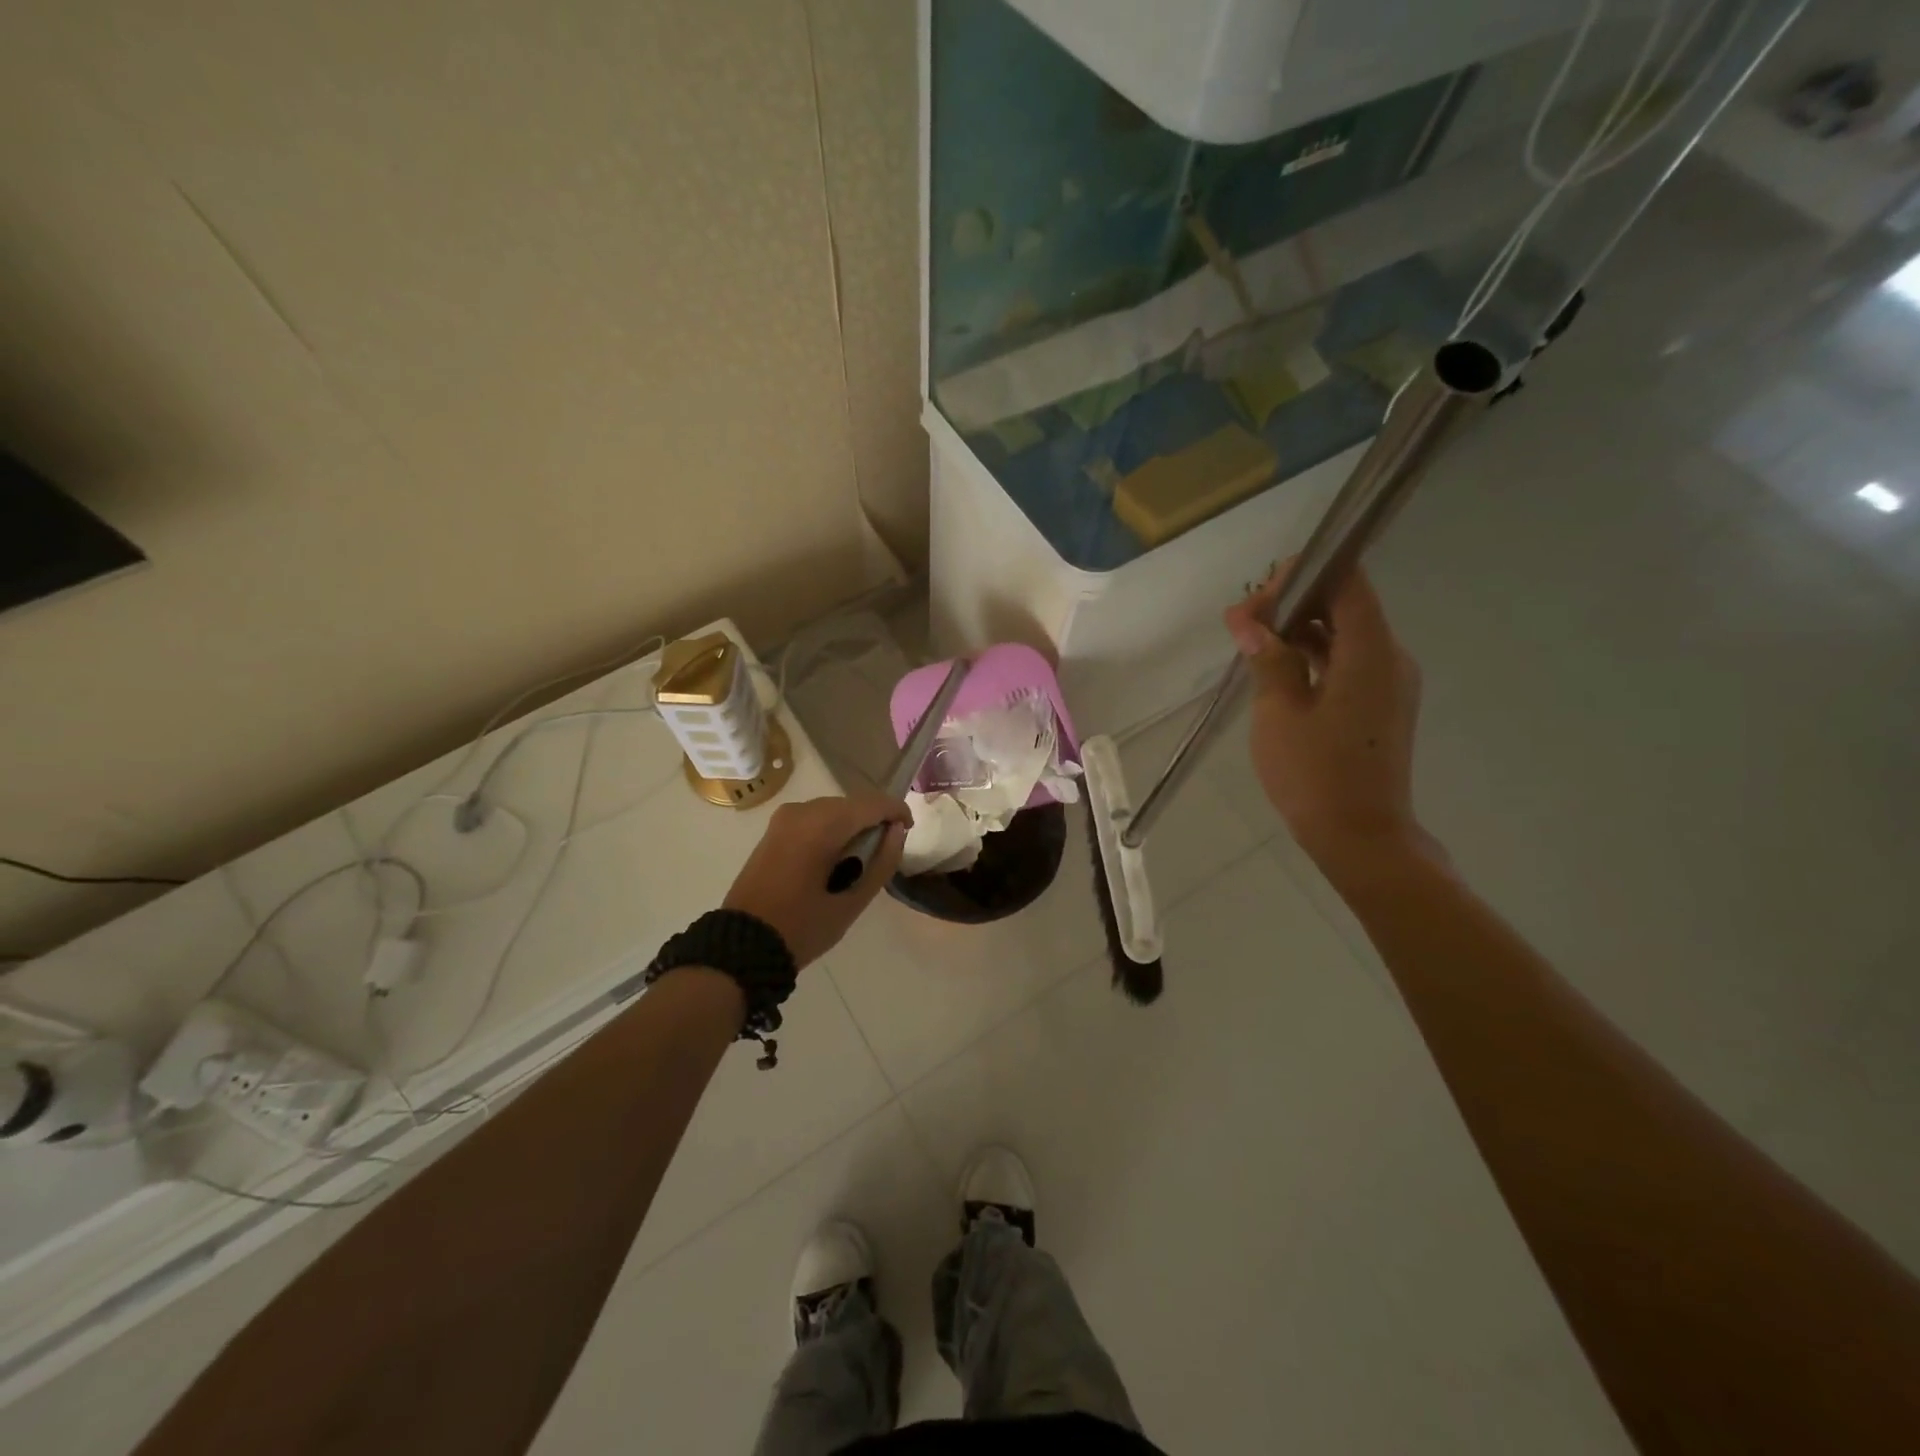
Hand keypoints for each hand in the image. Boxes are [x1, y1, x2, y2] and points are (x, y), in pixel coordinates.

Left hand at [723, 791, 909, 967]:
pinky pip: (814, 818)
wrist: (741, 945)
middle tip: (885, 854)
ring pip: (833, 809)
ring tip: (861, 860)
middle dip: (874, 821)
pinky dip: (832, 830)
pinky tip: (835, 859)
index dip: (897, 812)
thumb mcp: (851, 902)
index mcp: (822, 825)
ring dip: (852, 826)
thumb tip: (897, 832)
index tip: (908, 831)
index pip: (873, 804)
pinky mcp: (774, 829)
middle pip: (853, 804)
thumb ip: (882, 863)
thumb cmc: (801, 928)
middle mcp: (803, 810)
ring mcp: (784, 818)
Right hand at [1224, 563, 1431, 871]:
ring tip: (1249, 643)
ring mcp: (1388, 683)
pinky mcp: (1380, 705)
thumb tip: (1249, 623)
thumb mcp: (1279, 712)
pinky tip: (1276, 669)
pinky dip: (1312, 657)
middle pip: (1344, 606)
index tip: (1260, 593)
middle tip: (1242, 622)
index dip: (1305, 574)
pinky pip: (1347, 663)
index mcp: (1371, 652)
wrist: (1360, 837)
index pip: (1348, 582)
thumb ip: (1268, 659)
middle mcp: (1390, 658)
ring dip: (1298, 632)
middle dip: (1292, 604)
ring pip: (1343, 636)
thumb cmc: (1316, 773)